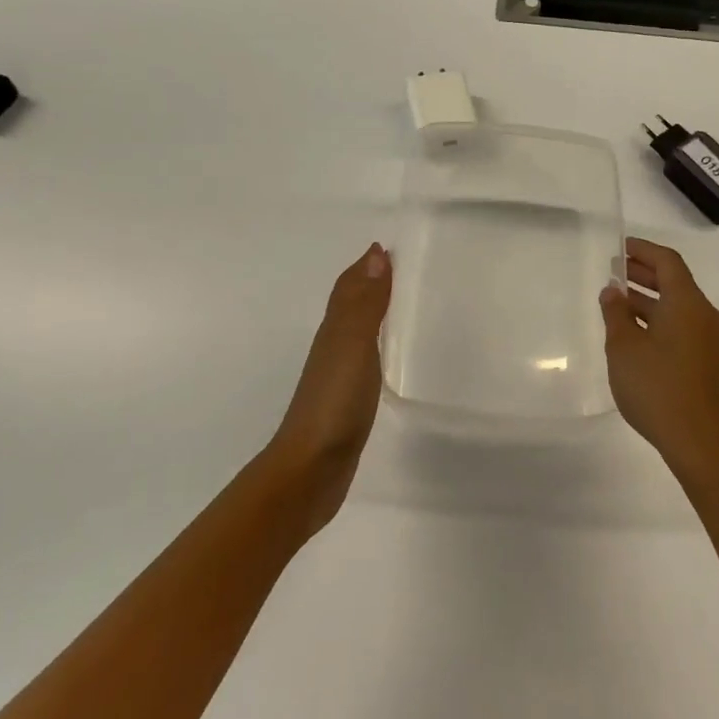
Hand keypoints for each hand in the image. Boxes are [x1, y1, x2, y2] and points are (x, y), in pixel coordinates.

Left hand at [264, 242, 391, 529]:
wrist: (311, 468)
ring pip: (358, 330)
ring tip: (404, 306)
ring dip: (375, 313)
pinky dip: (377, 345)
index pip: (349, 286)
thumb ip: (365, 303)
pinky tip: (390, 355)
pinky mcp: (348, 400)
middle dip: (372, 284)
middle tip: (407, 272)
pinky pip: (365, 359)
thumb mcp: (352, 345)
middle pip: (351, 304)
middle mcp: (334, 345)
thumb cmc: (334, 402)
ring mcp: (339, 375)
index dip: (367, 266)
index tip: (392, 249)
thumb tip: (376, 254)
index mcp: (335, 329)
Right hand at [600, 238, 718, 479]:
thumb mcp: (625, 347)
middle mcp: (703, 315)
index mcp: (687, 303)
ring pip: (677, 306)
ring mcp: (708, 339)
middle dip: (645, 273)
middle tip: (615, 269)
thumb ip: (616, 314)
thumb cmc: (658, 387)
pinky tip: (634, 332)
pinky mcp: (706, 361)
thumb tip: (613, 291)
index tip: (621, 246)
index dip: (644, 250)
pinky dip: (658, 318)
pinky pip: (681, 326)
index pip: (668, 262)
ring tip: (617, 300)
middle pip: (675, 282)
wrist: (701, 442)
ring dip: (649, 298)